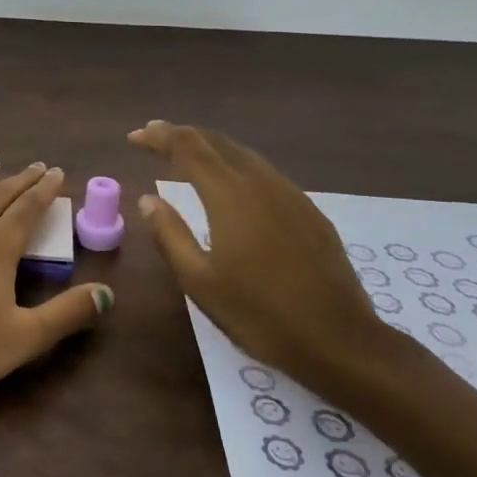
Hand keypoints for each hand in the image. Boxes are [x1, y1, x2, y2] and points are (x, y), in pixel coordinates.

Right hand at [128, 121, 398, 398]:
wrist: (341, 341)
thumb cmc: (260, 315)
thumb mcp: (200, 282)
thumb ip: (170, 234)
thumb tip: (148, 199)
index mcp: (229, 196)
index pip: (188, 148)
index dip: (159, 137)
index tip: (134, 137)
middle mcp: (260, 183)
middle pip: (216, 143)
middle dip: (182, 135)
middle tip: (153, 137)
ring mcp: (290, 195)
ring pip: (243, 154)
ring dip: (209, 147)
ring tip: (185, 154)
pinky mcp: (309, 212)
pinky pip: (264, 172)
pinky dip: (235, 164)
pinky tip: (230, 182)